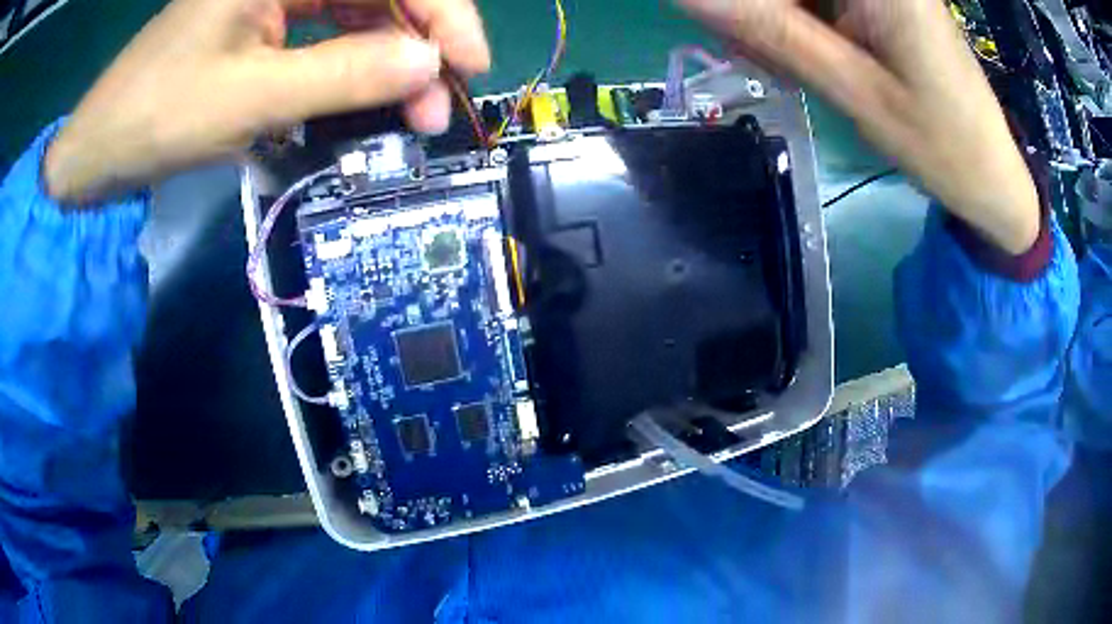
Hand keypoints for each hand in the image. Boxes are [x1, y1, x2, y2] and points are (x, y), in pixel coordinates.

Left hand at [44, 0, 488, 203]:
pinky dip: (353, 63)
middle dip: (417, 39)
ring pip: (358, 11)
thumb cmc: (158, 118)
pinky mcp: (265, 21)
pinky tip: (366, 93)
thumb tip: (427, 66)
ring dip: (389, 57)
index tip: (470, 63)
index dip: (439, 10)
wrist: (100, 150)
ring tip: (410, 110)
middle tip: (438, 100)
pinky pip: (327, 31)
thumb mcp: (250, 98)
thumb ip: (341, 75)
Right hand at [679, 0, 1039, 253]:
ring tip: (786, 68)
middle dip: (762, 15)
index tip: (737, 39)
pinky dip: (799, 25)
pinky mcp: (880, 3)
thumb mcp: (855, 90)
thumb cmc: (941, 144)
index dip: (750, 7)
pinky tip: (806, 58)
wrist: (993, 175)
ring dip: (777, 22)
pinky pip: (817, 3)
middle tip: (757, 57)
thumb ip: (771, 31)